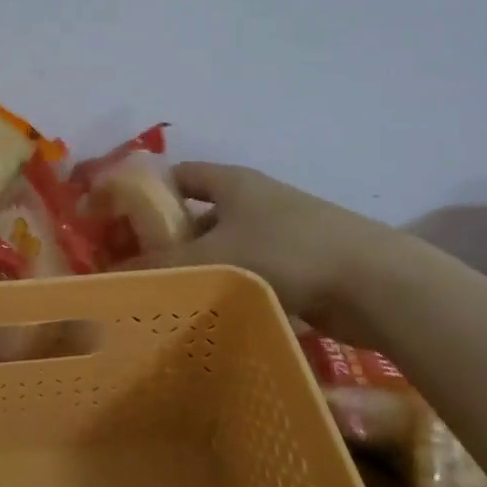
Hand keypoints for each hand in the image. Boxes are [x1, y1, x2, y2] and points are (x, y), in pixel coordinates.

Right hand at [127, 163, 407, 333]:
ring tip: (165, 296)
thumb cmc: (286, 251)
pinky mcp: (298, 265)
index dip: (148, 191)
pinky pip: (249, 272)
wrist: (374, 282)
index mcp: (233, 182)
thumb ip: (161, 266)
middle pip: (199, 214)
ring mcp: (279, 232)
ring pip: (224, 247)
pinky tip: (209, 312)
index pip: (179, 174)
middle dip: (168, 238)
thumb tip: (111, 277)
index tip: (120, 221)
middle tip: (136, 268)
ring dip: (198, 267)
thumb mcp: (213, 256)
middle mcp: (255, 200)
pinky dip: (228, 287)